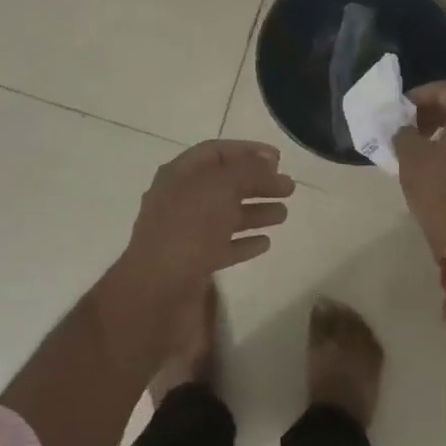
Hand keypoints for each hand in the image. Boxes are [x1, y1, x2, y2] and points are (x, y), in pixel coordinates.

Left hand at [118, 139, 295, 289]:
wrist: (157, 293)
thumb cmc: (188, 230)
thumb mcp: (220, 189)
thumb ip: (247, 170)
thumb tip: (267, 160)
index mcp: (179, 175)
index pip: (215, 152)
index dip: (247, 151)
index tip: (279, 159)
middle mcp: (179, 200)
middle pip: (224, 184)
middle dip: (257, 183)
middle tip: (289, 188)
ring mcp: (185, 234)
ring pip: (225, 215)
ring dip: (255, 212)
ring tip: (284, 214)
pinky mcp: (192, 264)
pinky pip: (223, 246)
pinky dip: (244, 242)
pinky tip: (266, 243)